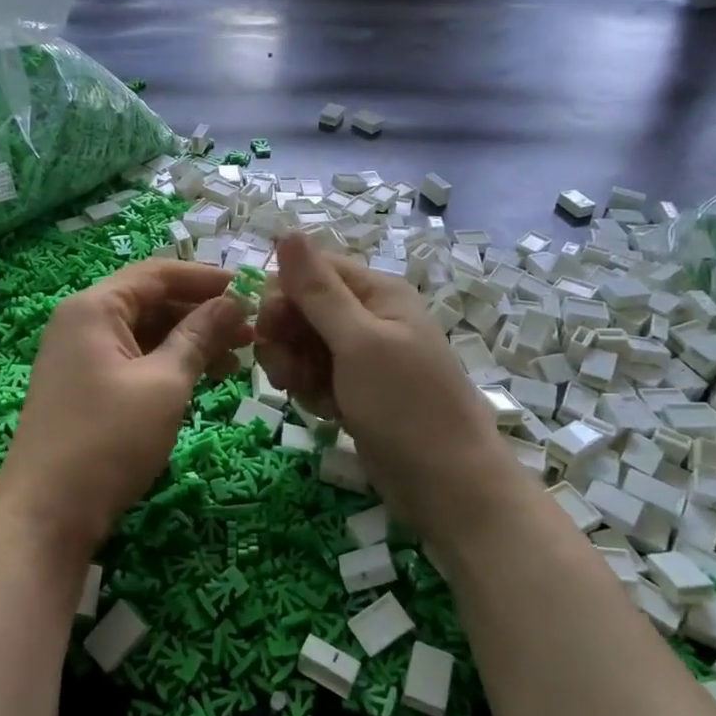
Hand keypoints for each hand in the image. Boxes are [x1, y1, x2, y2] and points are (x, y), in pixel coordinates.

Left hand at [0, 260, 251, 559]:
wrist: (47, 515)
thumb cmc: (108, 440)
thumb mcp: (164, 383)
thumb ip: (199, 336)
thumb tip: (233, 301)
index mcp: (94, 308)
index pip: (157, 273)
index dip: (206, 278)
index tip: (250, 290)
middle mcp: (82, 322)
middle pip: (151, 302)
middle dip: (202, 314)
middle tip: (251, 333)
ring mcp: (80, 356)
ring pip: (145, 334)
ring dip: (189, 342)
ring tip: (236, 362)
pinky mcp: (84, 387)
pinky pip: (133, 360)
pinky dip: (168, 365)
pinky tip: (202, 380)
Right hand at [256, 234, 516, 546]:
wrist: (448, 485)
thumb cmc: (406, 406)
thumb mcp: (358, 343)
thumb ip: (318, 290)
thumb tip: (288, 230)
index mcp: (377, 292)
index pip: (310, 270)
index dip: (281, 296)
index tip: (267, 331)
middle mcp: (369, 316)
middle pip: (301, 309)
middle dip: (287, 340)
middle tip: (290, 375)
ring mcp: (362, 356)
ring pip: (302, 345)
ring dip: (296, 370)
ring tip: (313, 397)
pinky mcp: (355, 389)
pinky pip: (315, 376)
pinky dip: (312, 393)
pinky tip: (328, 413)